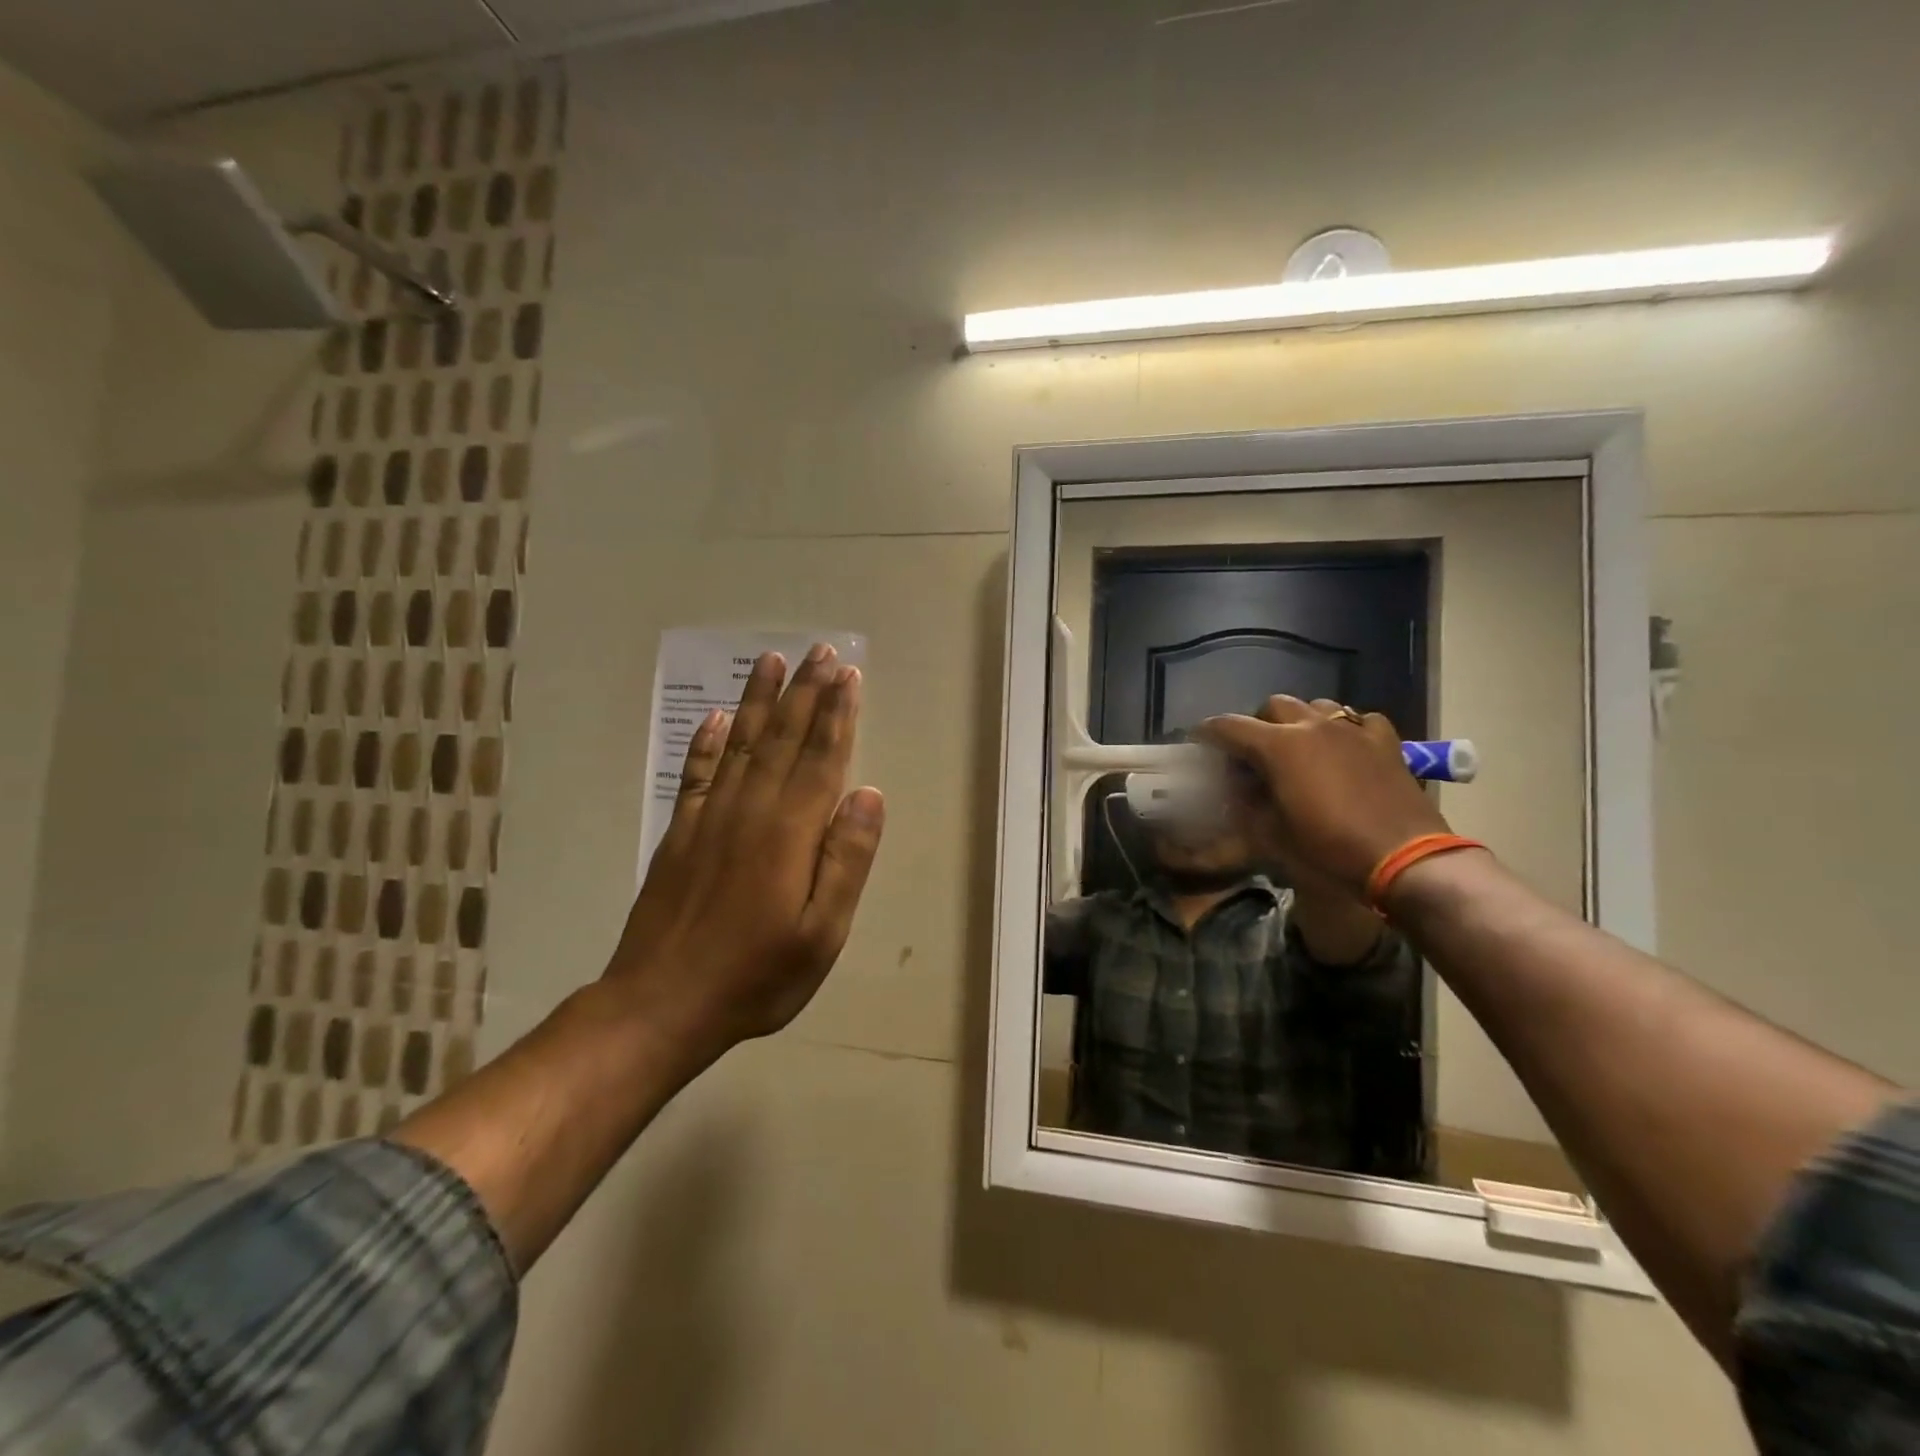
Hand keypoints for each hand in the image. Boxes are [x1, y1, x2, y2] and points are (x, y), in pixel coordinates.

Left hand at [607, 644, 884, 1064]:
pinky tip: (716, 718)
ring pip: (741, 743)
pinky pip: (696, 773)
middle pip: (783, 738)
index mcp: (790, 832)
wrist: (661, 1004)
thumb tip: (869, 794)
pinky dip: (707, 742)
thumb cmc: (756, 975)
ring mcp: (709, 817)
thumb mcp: (822, 934)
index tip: (848, 675)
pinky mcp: (680, 833)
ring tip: (770, 661)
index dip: (837, 714)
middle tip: (820, 651)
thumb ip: (847, 860)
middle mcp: (750, 810)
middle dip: (805, 692)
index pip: (821, 758)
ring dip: (758, 700)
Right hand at [1198, 696, 1448, 895]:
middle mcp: (1312, 726)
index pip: (1229, 727)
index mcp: (1278, 747)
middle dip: (1257, 723)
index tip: (1199, 741)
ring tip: (1299, 746)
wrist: (1404, 859)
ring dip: (1300, 720)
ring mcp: (1353, 730)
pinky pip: (1358, 720)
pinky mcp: (1385, 742)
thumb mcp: (1271, 835)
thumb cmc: (1328, 850)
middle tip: (1254, 751)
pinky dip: (1345, 730)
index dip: (1208, 732)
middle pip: (1273, 706)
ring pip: (1317, 705)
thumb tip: (1235, 790)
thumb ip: (1246, 805)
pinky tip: (1345, 749)